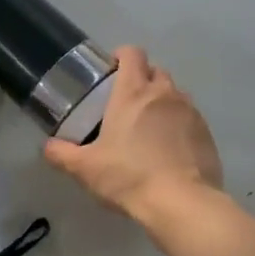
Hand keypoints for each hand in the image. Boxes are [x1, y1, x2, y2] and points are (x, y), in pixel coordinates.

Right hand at [43, 46, 221, 220]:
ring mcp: (190, 111)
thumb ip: (62, 154)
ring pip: (175, 94)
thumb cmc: (128, 176)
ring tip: (149, 128)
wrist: (181, 202)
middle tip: (126, 104)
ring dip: (162, 102)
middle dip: (142, 80)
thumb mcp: (85, 168)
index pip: (132, 53)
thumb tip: (48, 146)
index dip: (122, 56)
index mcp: (133, 92)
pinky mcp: (206, 132)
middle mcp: (164, 93)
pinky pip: (190, 117)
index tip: (112, 72)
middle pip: (155, 71)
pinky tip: (169, 149)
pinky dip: (179, 124)